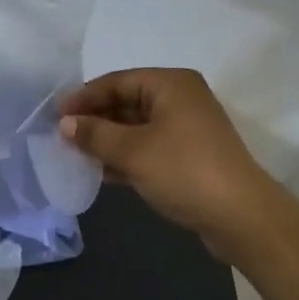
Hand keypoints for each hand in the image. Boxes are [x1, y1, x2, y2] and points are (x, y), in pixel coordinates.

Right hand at [59, 69, 277, 263]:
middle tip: (62, 136)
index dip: (84, 97)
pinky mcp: (190, 155)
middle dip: (95, 120)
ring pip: (136, 126)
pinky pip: (149, 146)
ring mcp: (188, 128)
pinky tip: (102, 172)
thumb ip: (95, 134)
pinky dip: (126, 155)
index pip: (116, 81)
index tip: (55, 115)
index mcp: (171, 84)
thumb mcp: (132, 151)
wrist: (243, 218)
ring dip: (108, 140)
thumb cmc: (185, 171)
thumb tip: (65, 124)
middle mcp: (181, 98)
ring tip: (76, 155)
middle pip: (126, 102)